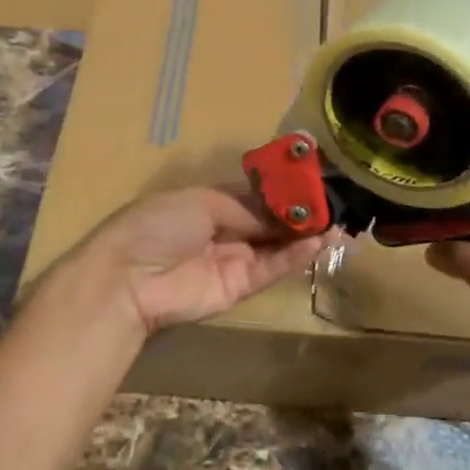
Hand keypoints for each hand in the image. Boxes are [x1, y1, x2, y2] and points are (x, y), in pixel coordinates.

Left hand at [59, 187, 328, 336]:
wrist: (129, 279)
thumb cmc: (159, 225)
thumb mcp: (203, 201)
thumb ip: (247, 207)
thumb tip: (282, 210)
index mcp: (209, 202)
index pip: (255, 195)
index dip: (283, 190)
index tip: (314, 181)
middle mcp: (225, 230)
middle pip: (270, 220)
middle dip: (300, 212)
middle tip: (336, 203)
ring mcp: (233, 260)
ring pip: (277, 245)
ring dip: (306, 234)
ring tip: (339, 222)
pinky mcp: (240, 287)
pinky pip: (273, 268)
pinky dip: (297, 256)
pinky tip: (321, 241)